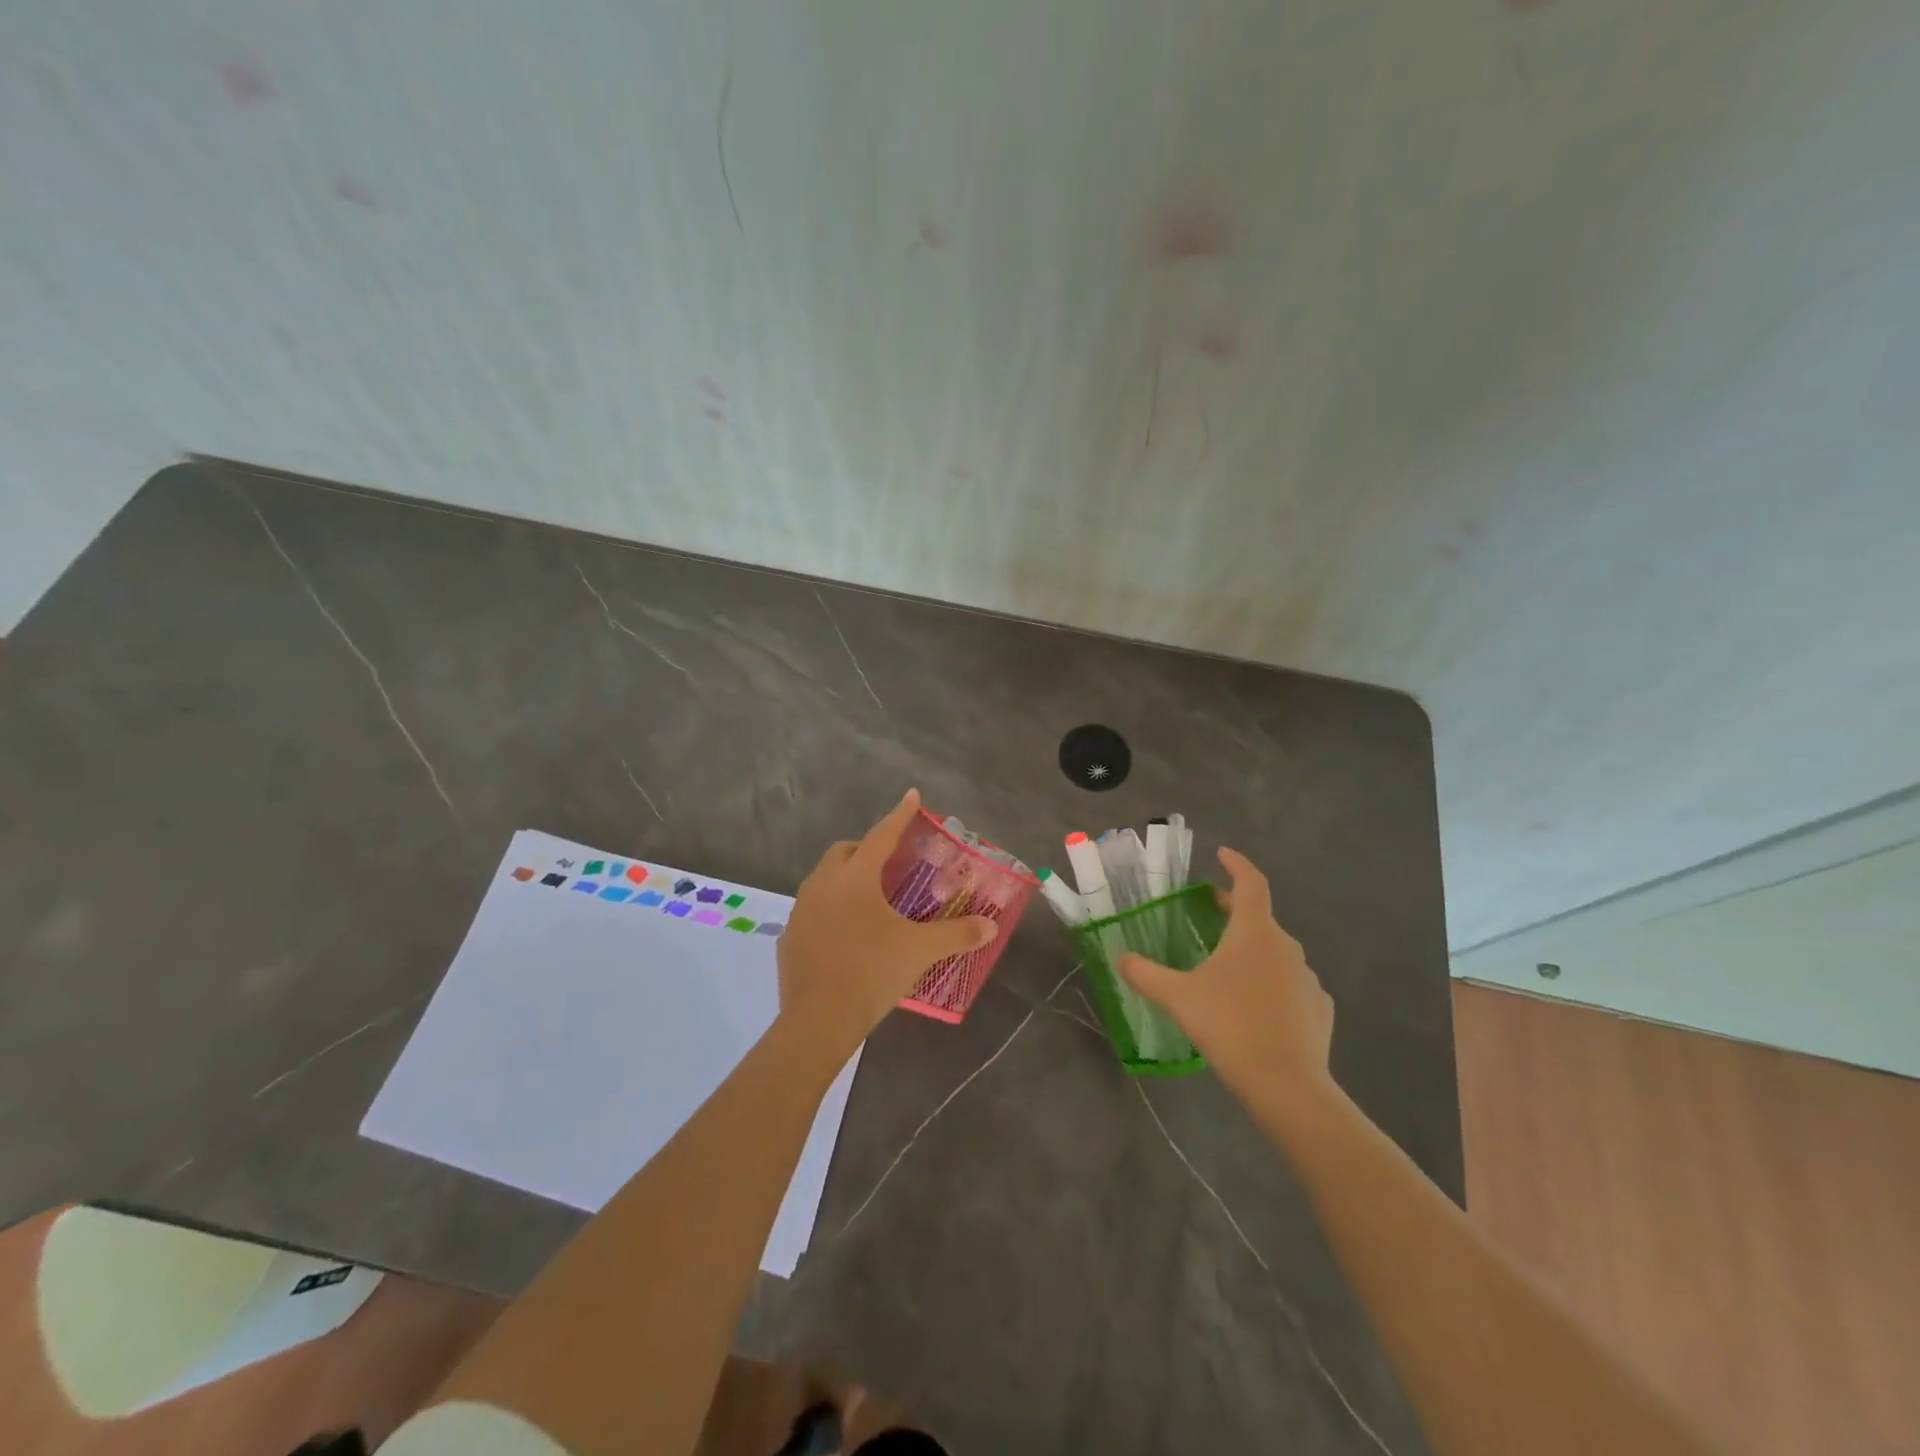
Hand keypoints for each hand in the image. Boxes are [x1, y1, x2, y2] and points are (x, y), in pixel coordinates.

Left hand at [777, 789, 996, 1056]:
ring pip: (824, 879)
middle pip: (845, 852)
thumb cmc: (871, 973)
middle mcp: (823, 885)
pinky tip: (847, 933)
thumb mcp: (919, 951)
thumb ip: (957, 934)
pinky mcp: (790, 937)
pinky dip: (831, 908)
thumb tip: (990, 926)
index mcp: (855, 879)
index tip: (912, 796)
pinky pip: (813, 909)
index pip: (882, 836)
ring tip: (870, 899)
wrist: (817, 1021)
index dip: (900, 815)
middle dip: (867, 848)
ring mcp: (802, 911)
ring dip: (846, 878)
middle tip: (891, 863)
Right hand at [1118, 847, 1335, 1104]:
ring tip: (1228, 966)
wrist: (1287, 1085)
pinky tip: (1257, 1006)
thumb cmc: (1229, 1026)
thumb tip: (1119, 957)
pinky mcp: (1320, 1009)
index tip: (1222, 854)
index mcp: (1254, 932)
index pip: (1251, 883)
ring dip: (1253, 949)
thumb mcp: (1177, 997)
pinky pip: (1292, 985)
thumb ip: (1145, 973)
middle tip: (1210, 911)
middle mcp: (1286, 946)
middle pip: (1260, 917)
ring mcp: (1308, 978)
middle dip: (1235, 910)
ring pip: (1276, 952)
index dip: (1237, 864)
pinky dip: (1273, 983)